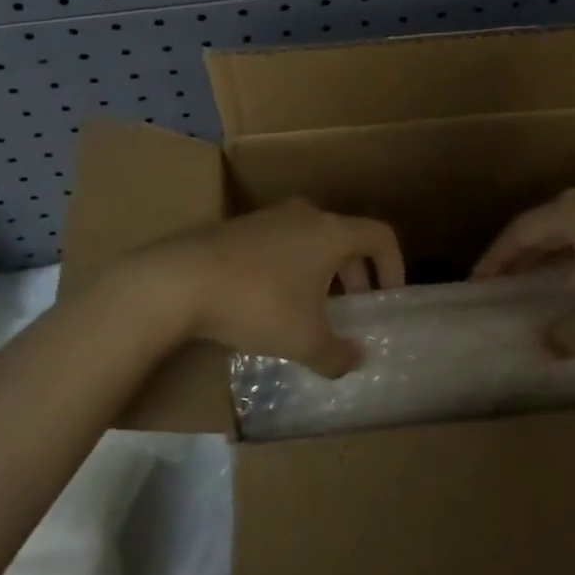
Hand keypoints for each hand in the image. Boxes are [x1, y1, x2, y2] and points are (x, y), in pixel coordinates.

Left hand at [106, 199, 404, 377]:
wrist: (180, 279)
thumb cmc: (257, 303)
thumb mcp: (304, 340)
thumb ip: (337, 354)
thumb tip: (355, 359)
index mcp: (331, 232)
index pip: (380, 236)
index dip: (394, 266)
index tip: (390, 298)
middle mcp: (305, 214)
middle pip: (345, 238)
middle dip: (356, 276)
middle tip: (352, 311)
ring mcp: (269, 217)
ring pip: (311, 241)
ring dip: (322, 274)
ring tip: (312, 311)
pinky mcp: (240, 227)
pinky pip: (282, 244)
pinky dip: (292, 269)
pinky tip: (272, 303)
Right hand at [472, 181, 574, 357]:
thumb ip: (571, 332)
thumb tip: (541, 348)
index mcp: (569, 212)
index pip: (517, 233)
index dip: (494, 259)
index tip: (477, 282)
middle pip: (543, 225)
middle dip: (522, 255)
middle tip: (505, 281)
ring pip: (574, 226)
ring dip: (554, 252)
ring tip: (543, 278)